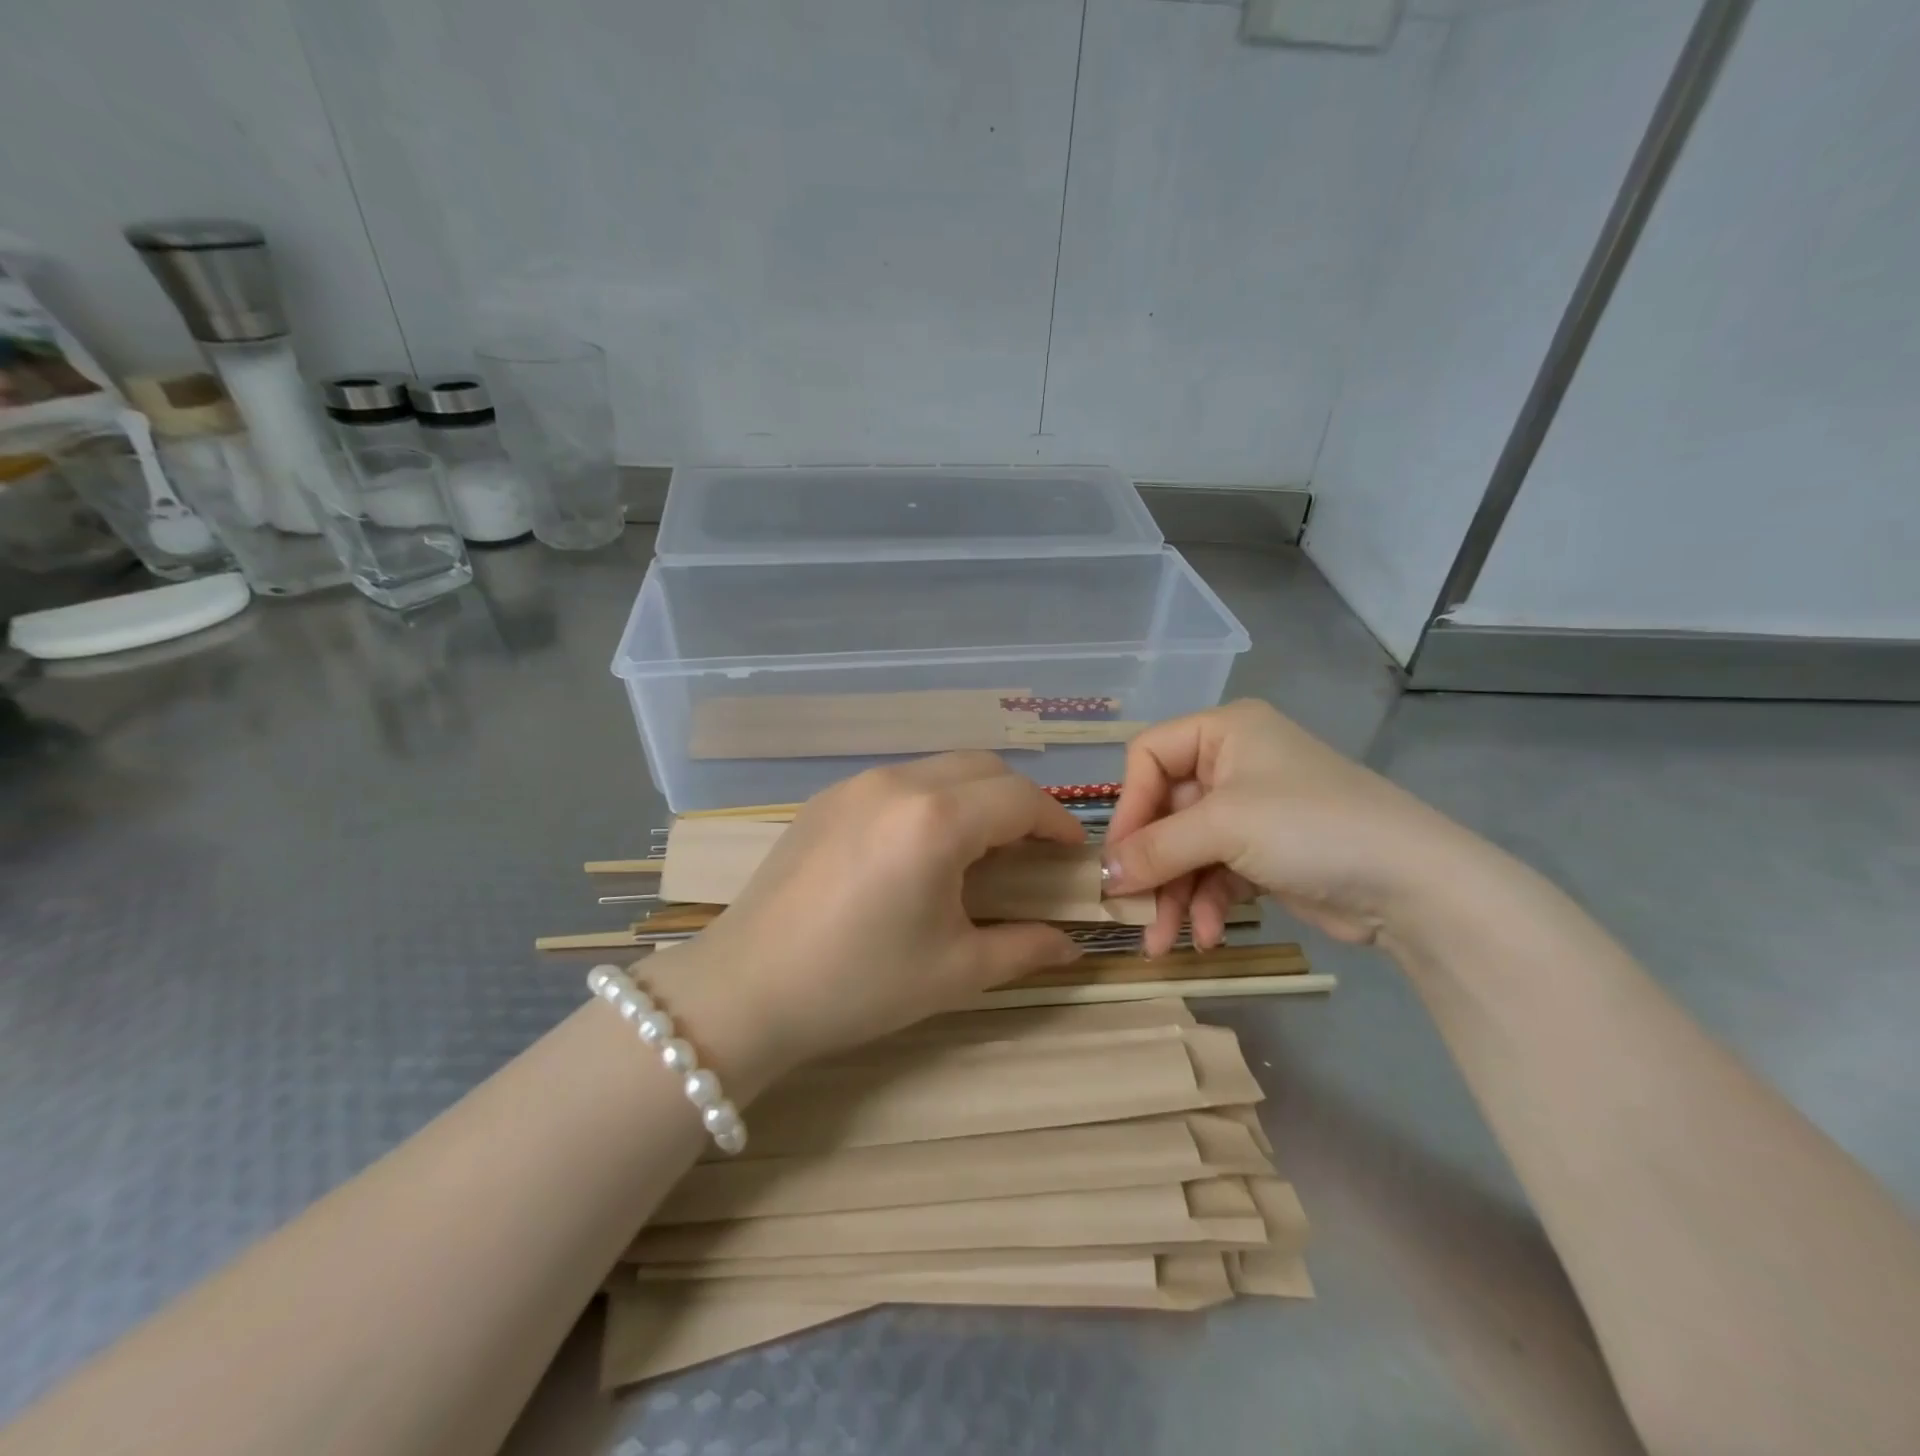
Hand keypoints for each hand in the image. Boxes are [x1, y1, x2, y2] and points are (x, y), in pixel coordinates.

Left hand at [647, 753, 1085, 1091]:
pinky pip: (898, 781)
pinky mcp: (826, 797)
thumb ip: (1025, 948)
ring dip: (973, 796)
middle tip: (1030, 850)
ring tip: (977, 849)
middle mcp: (898, 783)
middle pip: (984, 768)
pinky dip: (930, 799)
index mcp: (935, 820)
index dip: (1057, 823)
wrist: (746, 990)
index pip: (1020, 799)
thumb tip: (1070, 943)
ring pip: (939, 768)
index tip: (1073, 854)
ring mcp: (856, 784)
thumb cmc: (858, 984)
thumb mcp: (954, 972)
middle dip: (1019, 801)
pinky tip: (918, 848)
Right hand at [1102, 700, 1483, 955]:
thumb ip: (1156, 848)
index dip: (1129, 807)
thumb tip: (1103, 874)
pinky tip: (1208, 937)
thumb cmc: (1310, 827)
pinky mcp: (1262, 853)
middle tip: (1129, 910)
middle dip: (1150, 866)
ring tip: (1162, 942)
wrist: (1413, 885)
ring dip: (1173, 896)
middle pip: (1165, 812)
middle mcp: (1231, 764)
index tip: (1119, 857)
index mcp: (1223, 732)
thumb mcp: (1224, 827)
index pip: (1148, 756)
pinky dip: (1205, 904)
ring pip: (1186, 850)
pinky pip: (1213, 873)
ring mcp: (1248, 811)